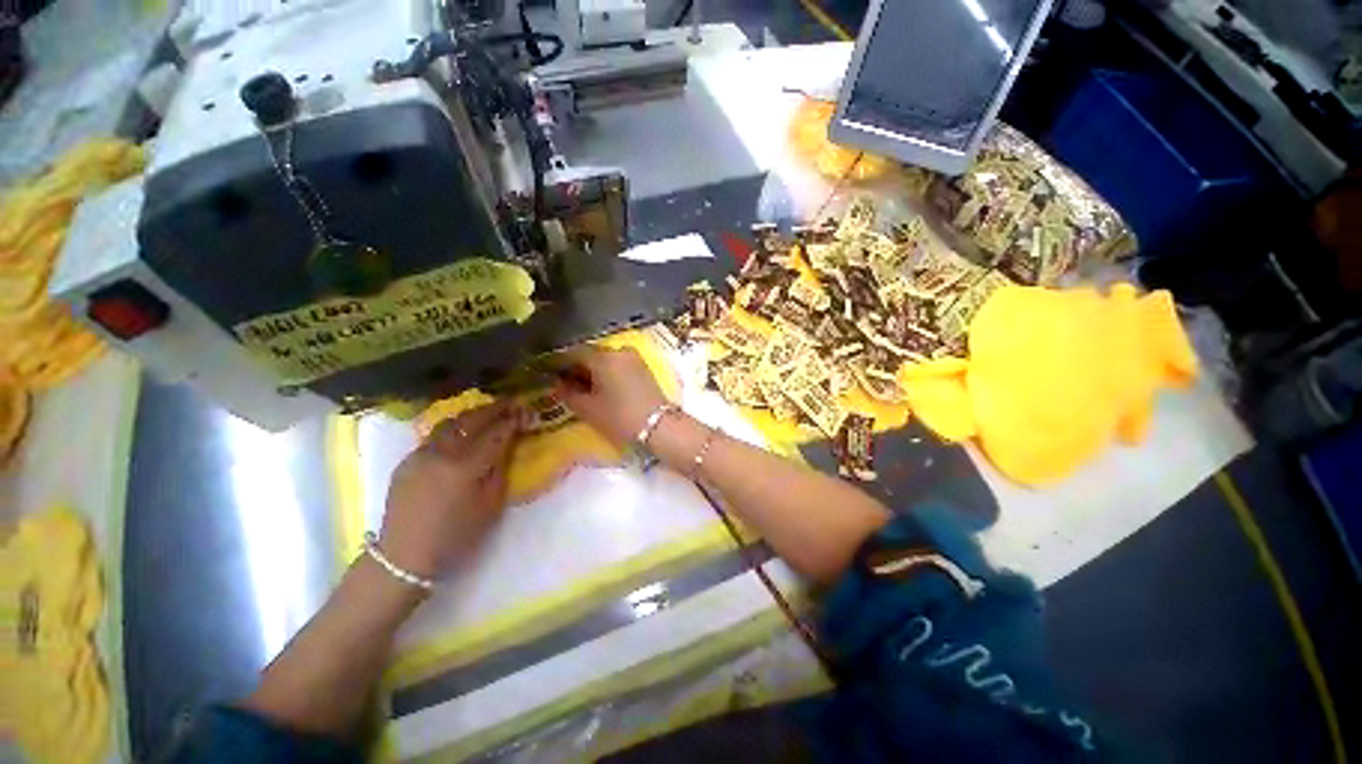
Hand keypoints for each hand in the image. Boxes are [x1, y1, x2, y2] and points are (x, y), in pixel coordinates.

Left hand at [380, 400, 520, 578]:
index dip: (513, 420)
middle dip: (494, 409)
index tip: (527, 411)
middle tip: (511, 403)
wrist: (403, 559)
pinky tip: (463, 431)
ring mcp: (420, 454)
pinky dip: (454, 427)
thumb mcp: (490, 506)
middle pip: (471, 420)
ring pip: (450, 422)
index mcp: (464, 467)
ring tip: (489, 412)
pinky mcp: (407, 461)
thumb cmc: (455, 537)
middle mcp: (440, 453)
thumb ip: (501, 469)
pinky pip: (435, 435)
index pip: (495, 433)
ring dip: (472, 414)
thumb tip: (508, 444)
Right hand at [555, 346, 667, 447]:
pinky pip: (618, 364)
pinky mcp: (643, 367)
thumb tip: (558, 384)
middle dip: (577, 368)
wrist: (659, 426)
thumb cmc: (620, 417)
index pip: (572, 353)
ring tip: (584, 390)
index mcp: (602, 357)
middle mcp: (618, 350)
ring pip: (605, 359)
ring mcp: (633, 357)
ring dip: (593, 371)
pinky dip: (607, 373)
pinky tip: (602, 389)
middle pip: (590, 354)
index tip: (549, 375)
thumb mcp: (588, 408)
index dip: (558, 364)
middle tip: (566, 385)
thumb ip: (568, 393)